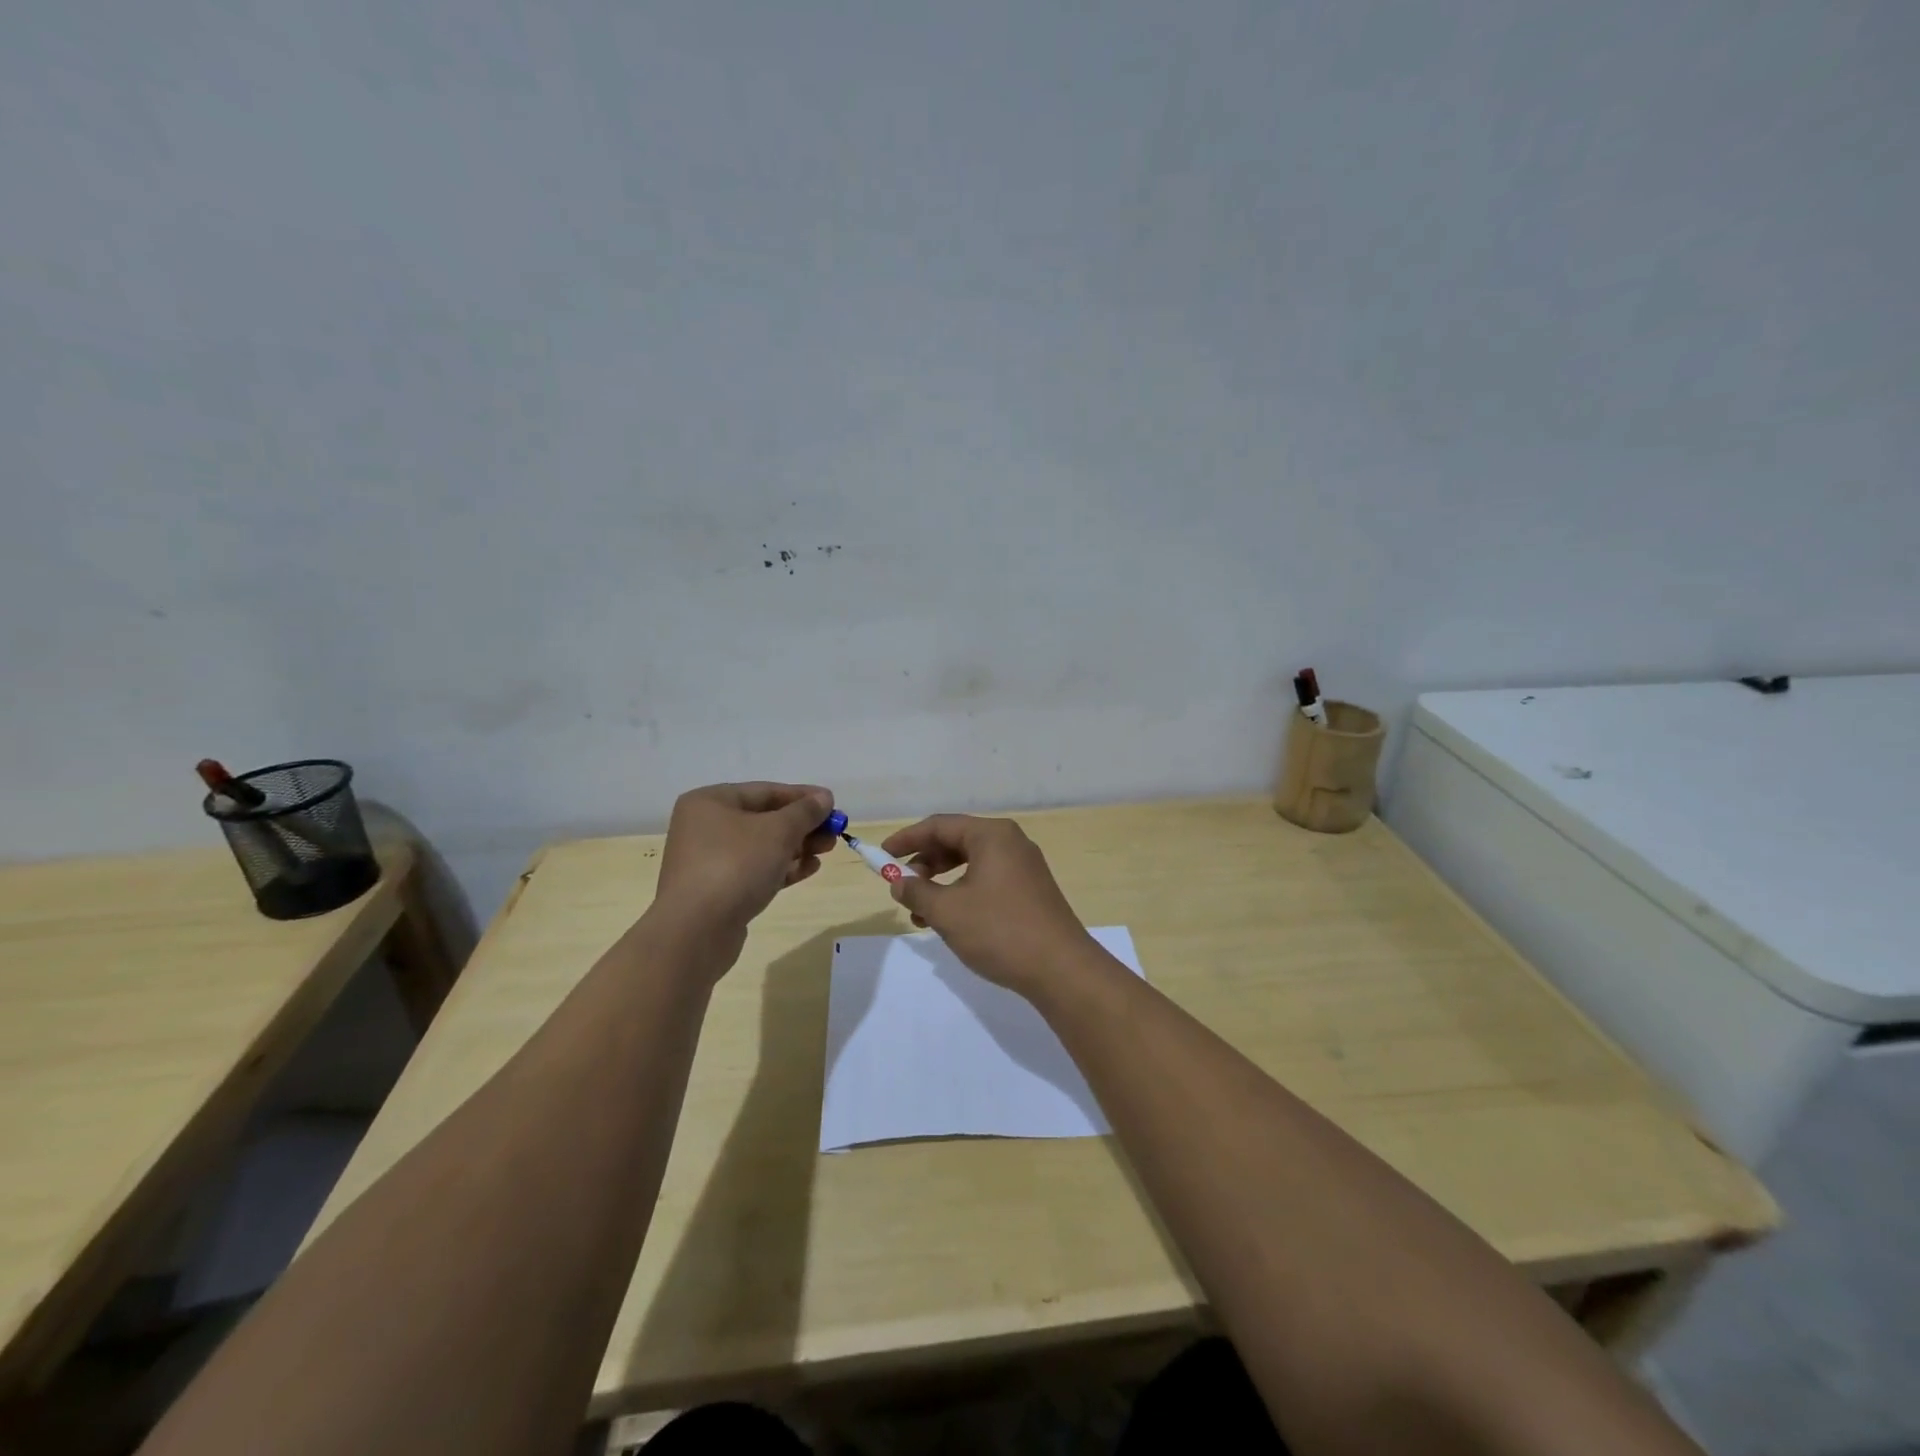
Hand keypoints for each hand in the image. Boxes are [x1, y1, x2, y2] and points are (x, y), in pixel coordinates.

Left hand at [655, 782, 836, 936]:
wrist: (696, 931)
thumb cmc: (735, 865)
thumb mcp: (778, 831)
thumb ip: (804, 812)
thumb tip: (824, 798)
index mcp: (710, 802)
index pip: (765, 791)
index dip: (803, 796)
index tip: (833, 804)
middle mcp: (705, 827)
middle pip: (764, 819)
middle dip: (803, 825)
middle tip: (834, 832)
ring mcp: (709, 861)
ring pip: (762, 847)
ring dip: (797, 847)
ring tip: (827, 851)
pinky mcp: (718, 890)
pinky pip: (755, 871)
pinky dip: (782, 868)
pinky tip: (809, 869)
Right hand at [881, 815, 1097, 996]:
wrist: (1061, 969)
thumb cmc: (1000, 931)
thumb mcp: (947, 912)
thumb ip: (917, 892)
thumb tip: (899, 883)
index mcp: (992, 835)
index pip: (939, 825)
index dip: (906, 839)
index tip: (881, 856)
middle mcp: (1010, 843)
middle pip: (956, 842)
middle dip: (924, 864)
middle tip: (902, 889)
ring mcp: (1024, 867)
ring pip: (971, 864)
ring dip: (941, 884)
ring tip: (920, 914)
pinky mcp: (1030, 891)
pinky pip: (987, 880)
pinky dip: (962, 894)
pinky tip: (950, 921)